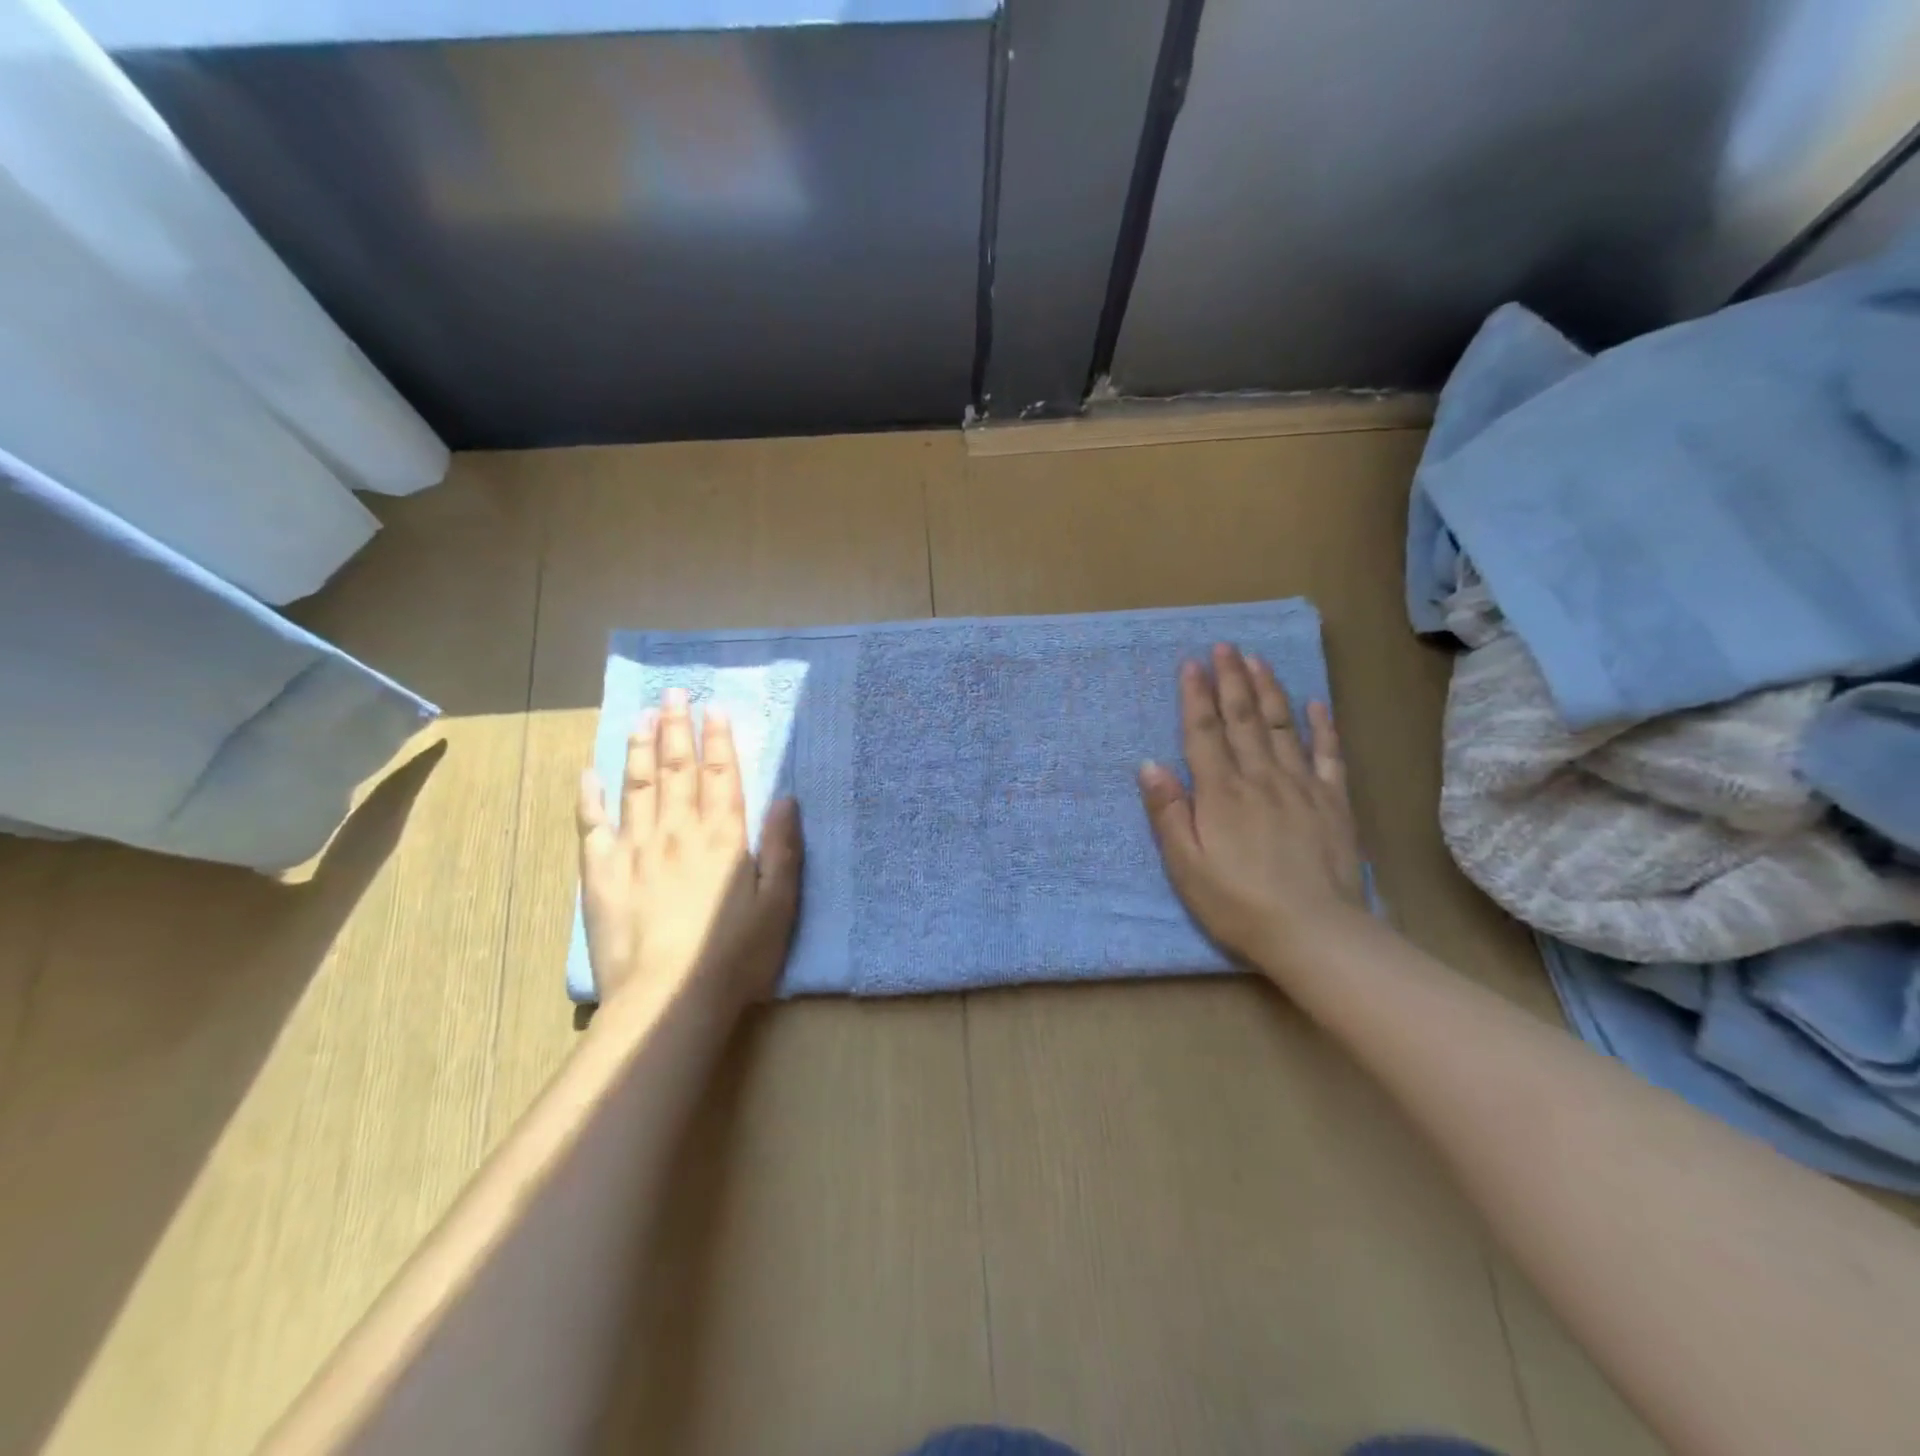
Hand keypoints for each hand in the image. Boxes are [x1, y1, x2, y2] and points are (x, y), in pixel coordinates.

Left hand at [576, 687, 802, 1013]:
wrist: (668, 1000)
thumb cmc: (734, 956)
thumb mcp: (779, 905)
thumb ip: (782, 848)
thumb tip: (786, 797)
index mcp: (723, 837)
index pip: (720, 775)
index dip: (719, 739)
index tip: (714, 708)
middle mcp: (678, 831)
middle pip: (677, 769)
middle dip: (677, 728)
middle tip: (673, 694)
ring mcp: (635, 848)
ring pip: (637, 784)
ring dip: (640, 747)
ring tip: (641, 716)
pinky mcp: (601, 873)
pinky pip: (592, 824)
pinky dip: (590, 796)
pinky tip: (589, 772)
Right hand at [1139, 644, 1366, 974]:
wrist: (1314, 933)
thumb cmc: (1237, 903)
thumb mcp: (1185, 866)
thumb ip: (1168, 812)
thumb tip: (1150, 764)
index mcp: (1221, 792)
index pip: (1203, 732)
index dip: (1195, 696)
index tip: (1191, 663)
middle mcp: (1260, 777)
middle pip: (1243, 719)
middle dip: (1231, 679)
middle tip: (1225, 646)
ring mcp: (1301, 786)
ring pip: (1282, 726)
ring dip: (1269, 690)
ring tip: (1258, 660)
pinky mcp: (1333, 802)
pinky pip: (1328, 755)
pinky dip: (1322, 727)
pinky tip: (1315, 704)